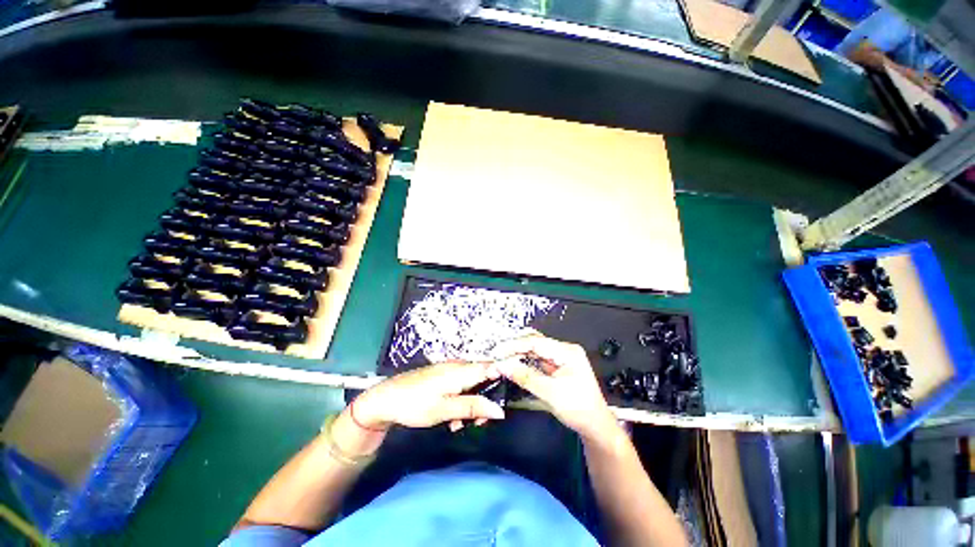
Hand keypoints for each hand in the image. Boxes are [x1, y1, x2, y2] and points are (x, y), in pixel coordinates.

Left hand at [353, 362, 505, 430]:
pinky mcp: (442, 376)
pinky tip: (451, 417)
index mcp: (461, 370)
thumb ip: (473, 407)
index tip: (504, 399)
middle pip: (482, 377)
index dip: (502, 379)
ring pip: (471, 384)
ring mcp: (449, 370)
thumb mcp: (445, 409)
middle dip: (485, 399)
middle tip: (479, 422)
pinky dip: (461, 400)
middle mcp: (458, 365)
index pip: (491, 367)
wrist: (385, 399)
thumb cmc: (415, 404)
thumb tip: (500, 409)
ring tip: (461, 424)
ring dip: (472, 403)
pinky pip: (460, 385)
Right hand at [492, 334, 617, 442]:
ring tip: (501, 359)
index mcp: (567, 352)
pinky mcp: (556, 367)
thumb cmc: (579, 410)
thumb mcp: (551, 393)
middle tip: (497, 355)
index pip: (536, 342)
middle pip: (534, 342)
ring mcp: (560, 358)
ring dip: (517, 354)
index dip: (514, 345)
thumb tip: (503, 365)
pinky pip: (536, 359)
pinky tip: (512, 364)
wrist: (595, 426)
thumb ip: (525, 377)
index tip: (498, 351)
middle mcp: (563, 350)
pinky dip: (523, 362)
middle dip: (514, 348)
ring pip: (533, 350)